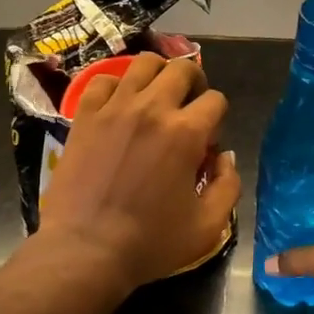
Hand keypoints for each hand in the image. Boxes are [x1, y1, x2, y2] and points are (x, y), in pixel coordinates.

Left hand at [39, 54, 241, 292]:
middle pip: (183, 68)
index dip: (218, 119)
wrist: (85, 250)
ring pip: (144, 63)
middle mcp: (152, 108)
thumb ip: (228, 186)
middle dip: (195, 82)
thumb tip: (225, 157)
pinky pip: (103, 80)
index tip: (207, 143)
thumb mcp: (207, 226)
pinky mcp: (85, 115)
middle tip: (189, 106)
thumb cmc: (150, 242)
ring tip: (157, 96)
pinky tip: (119, 105)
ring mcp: (115, 107)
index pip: (215, 100)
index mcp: (186, 132)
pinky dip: (116, 86)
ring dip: (158, 74)